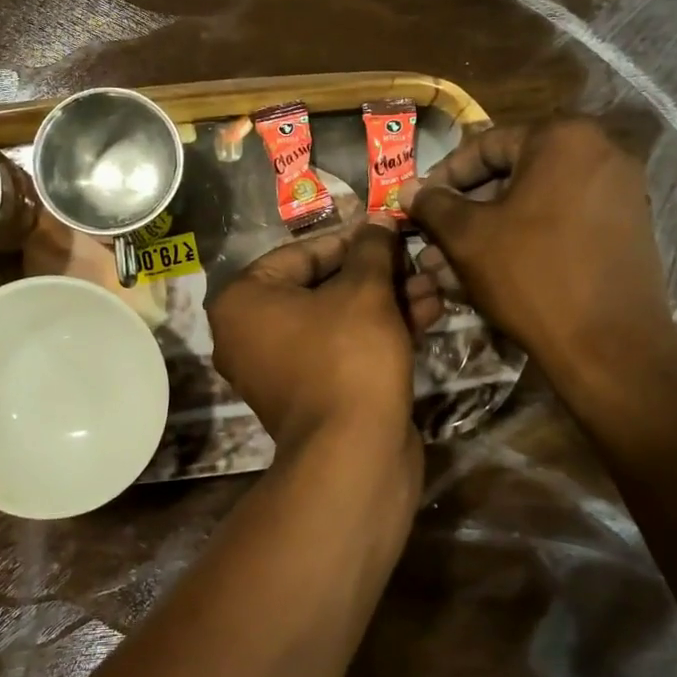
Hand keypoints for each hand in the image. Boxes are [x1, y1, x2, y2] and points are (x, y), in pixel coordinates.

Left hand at [208, 217, 439, 452]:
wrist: (354, 454)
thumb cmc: (349, 356)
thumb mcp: (365, 291)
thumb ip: (371, 249)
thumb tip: (378, 221)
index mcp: (242, 301)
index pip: (301, 252)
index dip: (353, 239)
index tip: (390, 231)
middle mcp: (249, 333)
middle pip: (321, 286)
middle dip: (377, 273)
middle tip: (415, 259)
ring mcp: (279, 367)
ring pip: (338, 318)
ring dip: (387, 300)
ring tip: (433, 285)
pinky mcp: (310, 393)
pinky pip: (342, 348)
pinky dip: (378, 331)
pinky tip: (427, 314)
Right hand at [403, 116, 676, 388]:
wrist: (611, 347)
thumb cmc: (531, 276)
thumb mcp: (468, 238)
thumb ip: (434, 205)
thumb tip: (410, 189)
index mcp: (563, 138)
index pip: (485, 145)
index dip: (443, 176)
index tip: (418, 205)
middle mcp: (601, 152)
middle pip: (513, 174)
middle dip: (466, 209)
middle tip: (432, 239)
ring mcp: (621, 192)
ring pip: (535, 203)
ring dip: (490, 229)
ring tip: (451, 264)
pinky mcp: (627, 229)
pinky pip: (562, 222)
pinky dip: (525, 240)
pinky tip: (491, 273)